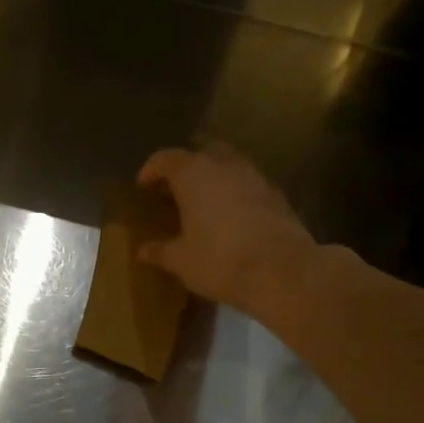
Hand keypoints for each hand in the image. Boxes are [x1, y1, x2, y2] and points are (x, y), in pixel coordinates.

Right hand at [136, 143, 319, 312]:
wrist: (281, 271)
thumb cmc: (219, 260)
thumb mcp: (180, 260)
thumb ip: (160, 250)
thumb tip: (142, 250)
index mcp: (194, 175)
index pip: (167, 159)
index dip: (151, 170)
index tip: (142, 186)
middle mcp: (225, 166)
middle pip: (202, 151)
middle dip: (186, 165)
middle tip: (173, 188)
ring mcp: (255, 177)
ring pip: (228, 164)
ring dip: (213, 176)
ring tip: (200, 201)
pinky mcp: (276, 195)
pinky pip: (247, 183)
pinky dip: (233, 192)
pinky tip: (228, 216)